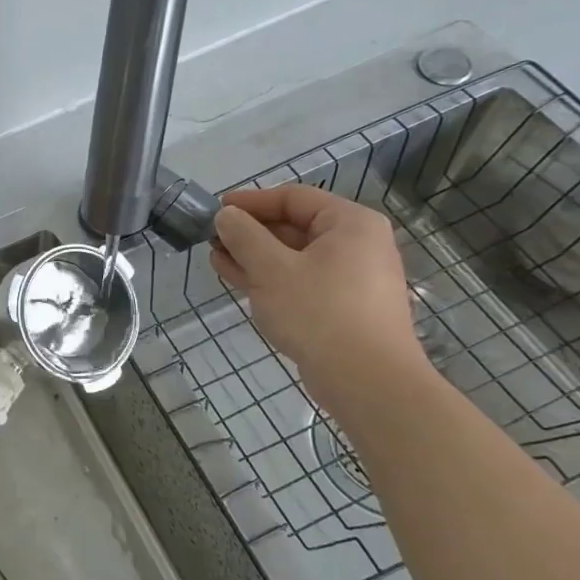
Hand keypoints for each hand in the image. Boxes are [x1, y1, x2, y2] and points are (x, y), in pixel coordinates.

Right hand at [210, 185, 425, 403]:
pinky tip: (238, 280)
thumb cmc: (319, 312)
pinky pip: (300, 281)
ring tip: (216, 258)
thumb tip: (226, 215)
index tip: (216, 210)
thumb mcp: (271, 268)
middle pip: (294, 226)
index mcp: (350, 223)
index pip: (294, 198)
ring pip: (294, 257)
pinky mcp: (342, 307)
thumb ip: (244, 236)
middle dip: (250, 232)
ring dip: (254, 256)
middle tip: (212, 238)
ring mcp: (351, 278)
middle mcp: (357, 245)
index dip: (251, 201)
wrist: (366, 381)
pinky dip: (270, 278)